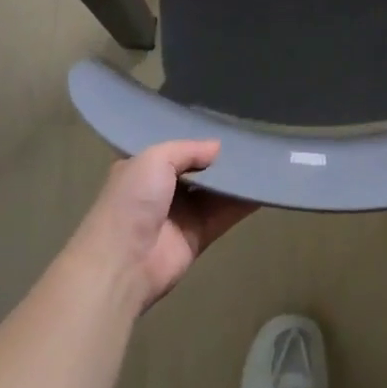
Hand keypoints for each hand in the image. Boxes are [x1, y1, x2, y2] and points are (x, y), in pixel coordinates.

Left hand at [67, 140, 253, 311]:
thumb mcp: (154, 159)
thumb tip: (217, 147)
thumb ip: (187, 149)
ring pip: (214, 192)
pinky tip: (264, 188)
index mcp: (142, 168)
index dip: (195, 139)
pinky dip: (243, 203)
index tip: (223, 124)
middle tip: (251, 139)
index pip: (173, 149)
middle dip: (219, 159)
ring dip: (235, 180)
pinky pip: (224, 215)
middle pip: (197, 170)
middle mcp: (161, 190)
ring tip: (264, 158)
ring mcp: (180, 215)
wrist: (123, 263)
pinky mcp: (197, 238)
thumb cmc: (132, 201)